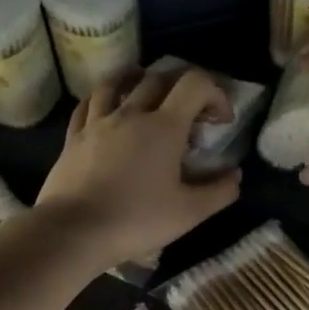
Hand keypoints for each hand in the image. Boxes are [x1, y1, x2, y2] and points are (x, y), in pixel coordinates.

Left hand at [35, 67, 240, 267]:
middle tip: (191, 109)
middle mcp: (131, 114)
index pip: (195, 84)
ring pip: (117, 83)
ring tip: (146, 88)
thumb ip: (219, 191)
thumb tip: (235, 175)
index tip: (220, 120)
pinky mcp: (73, 137)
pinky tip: (107, 107)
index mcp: (164, 127)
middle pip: (158, 78)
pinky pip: (88, 104)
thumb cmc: (137, 220)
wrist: (74, 231)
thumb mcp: (190, 213)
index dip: (215, 94)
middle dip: (182, 86)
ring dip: (138, 79)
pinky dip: (104, 98)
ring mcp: (98, 122)